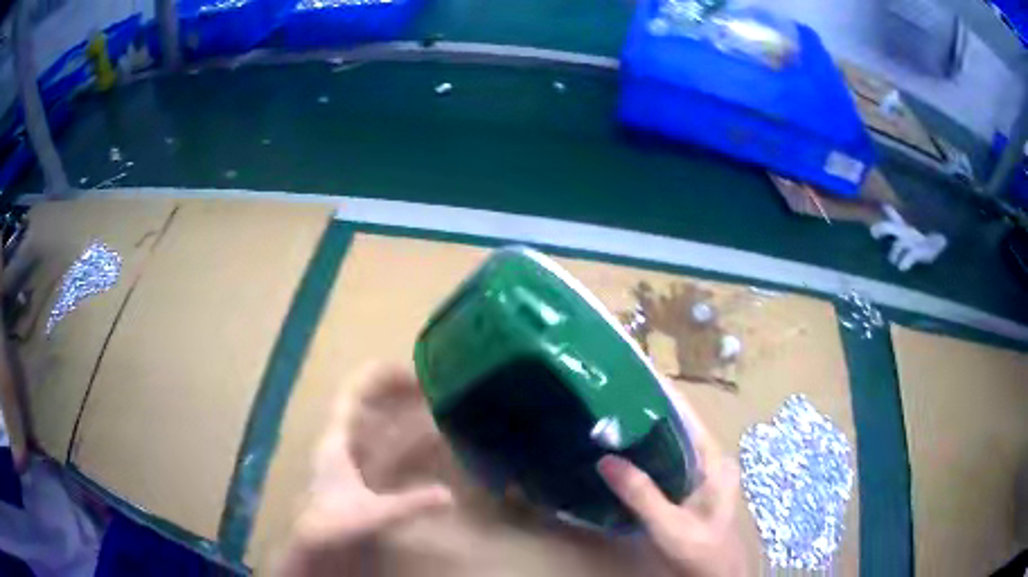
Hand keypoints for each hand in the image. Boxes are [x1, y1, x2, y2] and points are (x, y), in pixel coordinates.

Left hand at [277, 364, 454, 575]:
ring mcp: (352, 457)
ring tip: (432, 404)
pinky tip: (427, 441)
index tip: (411, 370)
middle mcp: (343, 442)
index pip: (353, 394)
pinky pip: (385, 445)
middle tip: (432, 385)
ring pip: (377, 424)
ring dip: (402, 412)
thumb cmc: (335, 525)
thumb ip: (409, 504)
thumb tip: (449, 496)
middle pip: (368, 404)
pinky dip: (405, 438)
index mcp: (337, 440)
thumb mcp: (373, 514)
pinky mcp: (361, 473)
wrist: (316, 546)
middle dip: (397, 390)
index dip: (378, 377)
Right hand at [597, 390, 745, 576]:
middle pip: (677, 423)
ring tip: (609, 411)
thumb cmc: (700, 550)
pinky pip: (666, 459)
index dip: (662, 391)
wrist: (714, 575)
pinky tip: (622, 449)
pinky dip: (646, 450)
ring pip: (671, 441)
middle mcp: (709, 458)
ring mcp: (699, 472)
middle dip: (647, 406)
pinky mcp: (688, 485)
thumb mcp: (669, 525)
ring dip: (644, 427)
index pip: (687, 414)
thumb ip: (641, 495)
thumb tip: (606, 459)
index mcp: (714, 460)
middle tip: (610, 390)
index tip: (634, 370)